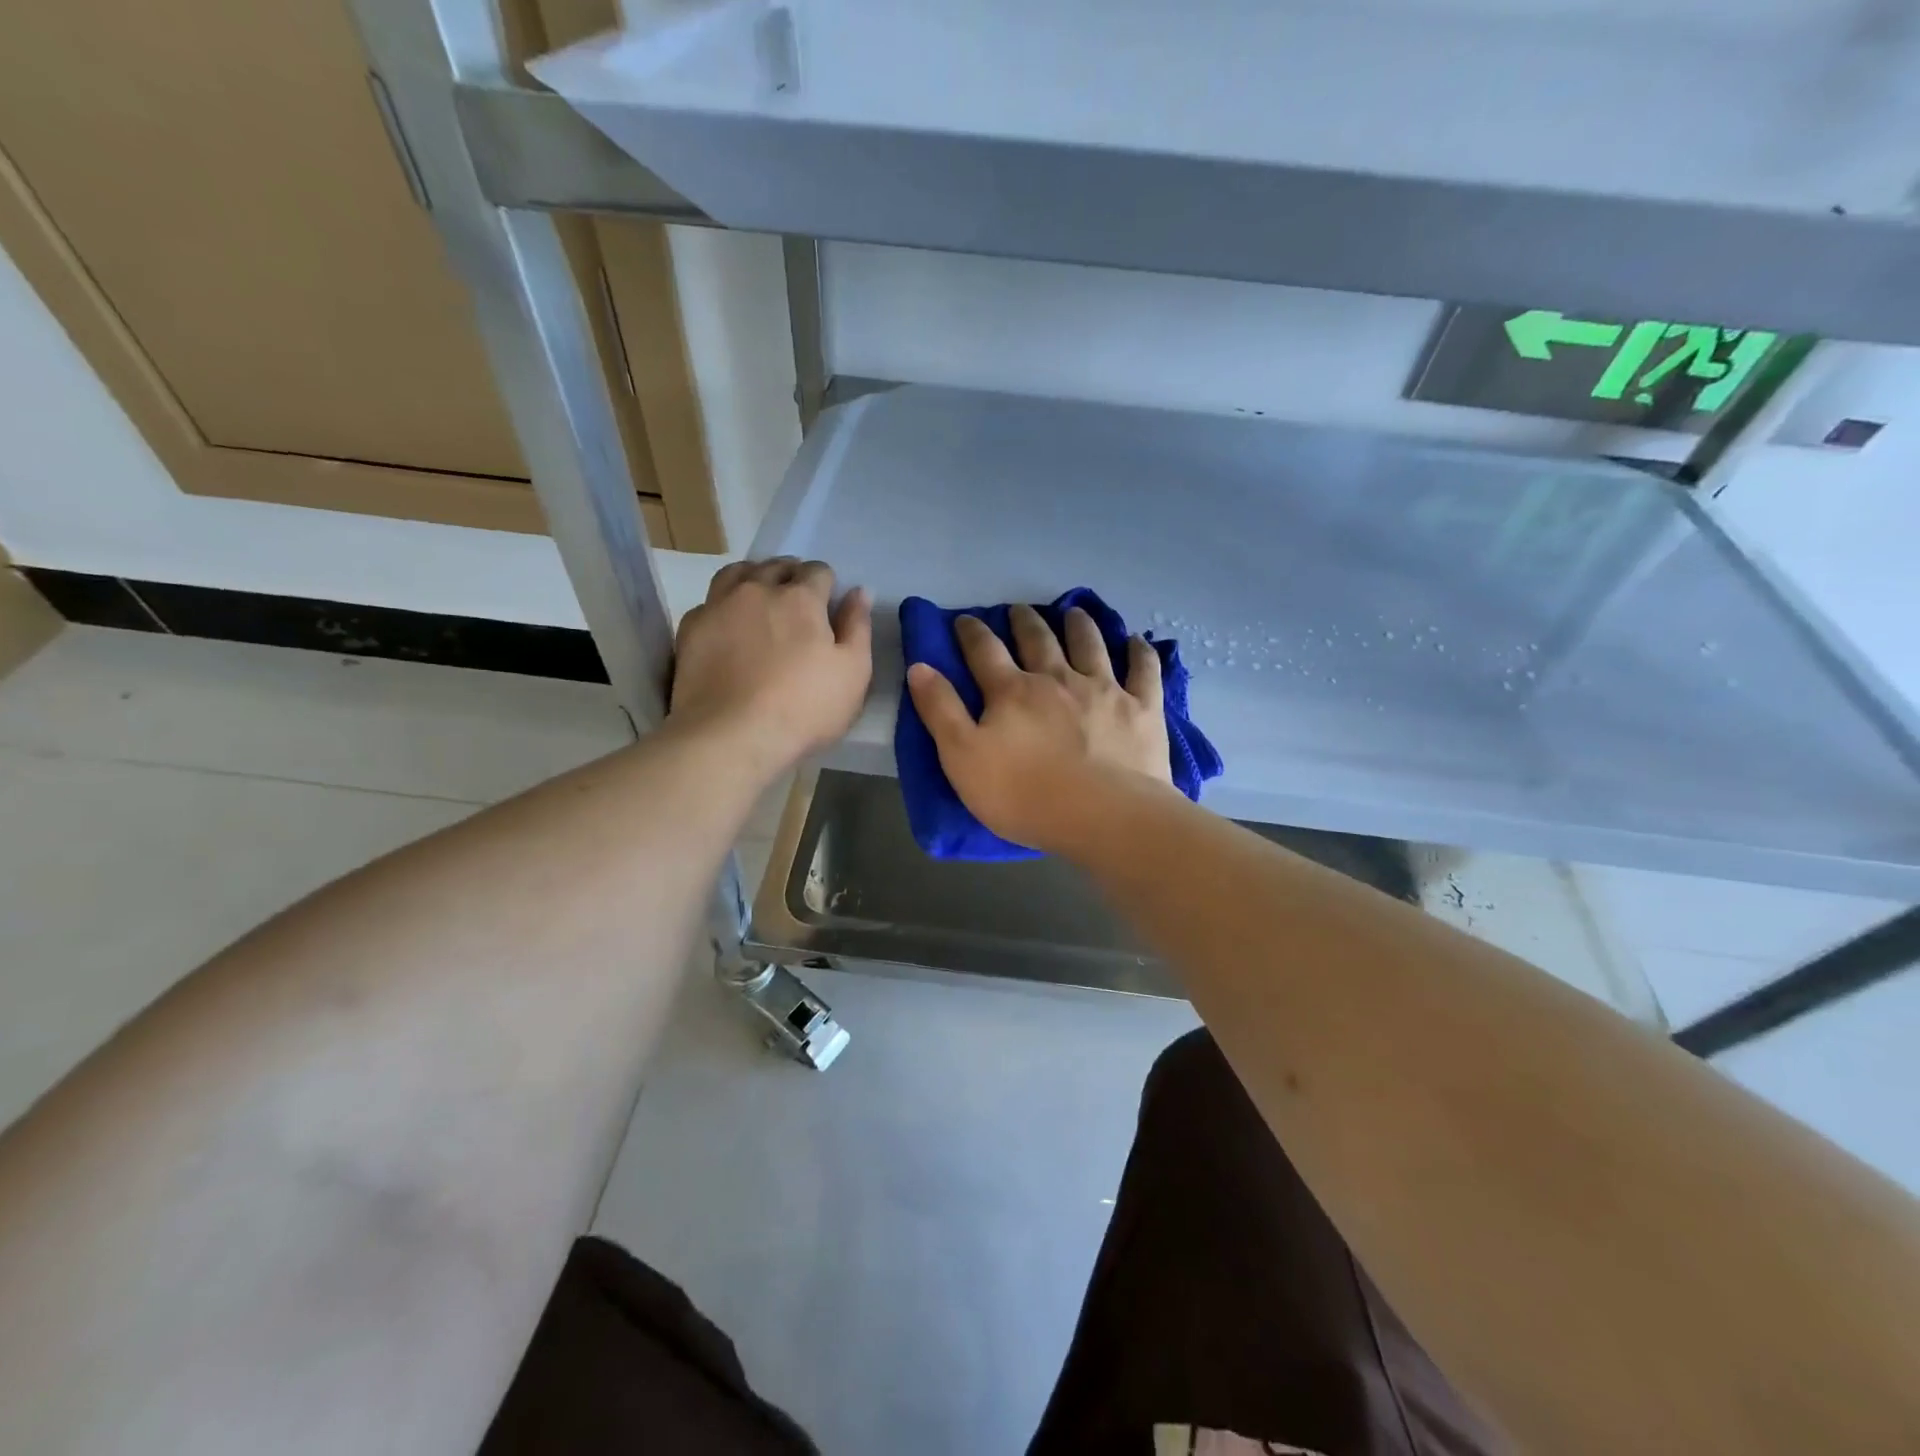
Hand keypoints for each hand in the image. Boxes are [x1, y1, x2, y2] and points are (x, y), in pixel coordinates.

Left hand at [670, 557, 871, 775]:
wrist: (730, 736)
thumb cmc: (804, 708)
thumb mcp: (853, 673)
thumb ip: (857, 627)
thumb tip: (859, 591)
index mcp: (801, 598)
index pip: (818, 571)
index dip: (826, 583)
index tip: (827, 603)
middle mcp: (758, 590)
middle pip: (776, 566)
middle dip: (791, 575)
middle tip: (797, 600)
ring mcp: (719, 606)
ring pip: (737, 573)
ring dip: (754, 577)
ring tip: (760, 597)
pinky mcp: (691, 628)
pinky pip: (708, 601)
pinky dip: (722, 605)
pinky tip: (727, 624)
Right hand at [906, 605, 1171, 852]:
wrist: (1103, 816)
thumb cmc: (1025, 795)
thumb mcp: (962, 758)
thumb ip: (941, 710)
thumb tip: (920, 666)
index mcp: (1012, 691)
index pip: (985, 651)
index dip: (972, 633)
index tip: (964, 619)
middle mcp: (1057, 678)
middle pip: (1038, 640)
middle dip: (1024, 621)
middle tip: (1018, 610)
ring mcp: (1104, 690)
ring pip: (1089, 644)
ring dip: (1079, 624)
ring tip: (1073, 611)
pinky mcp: (1142, 708)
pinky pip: (1143, 670)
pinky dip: (1139, 652)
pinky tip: (1136, 641)